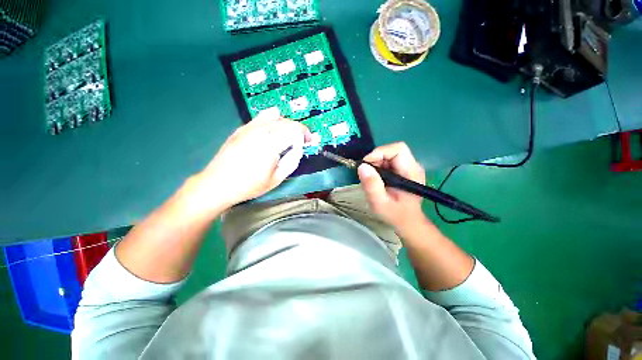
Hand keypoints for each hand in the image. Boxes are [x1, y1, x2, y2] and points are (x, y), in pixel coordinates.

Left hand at [192, 108, 310, 211]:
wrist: (217, 184)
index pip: (295, 129)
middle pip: (286, 121)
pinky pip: (261, 117)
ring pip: (275, 116)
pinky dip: (272, 121)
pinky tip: (272, 132)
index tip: (309, 142)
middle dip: (298, 129)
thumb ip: (292, 161)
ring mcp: (249, 127)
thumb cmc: (249, 185)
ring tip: (288, 136)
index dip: (305, 134)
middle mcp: (261, 130)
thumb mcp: (277, 179)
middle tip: (302, 141)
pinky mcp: (241, 128)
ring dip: (286, 124)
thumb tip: (298, 149)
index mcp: (271, 143)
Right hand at [358, 142, 426, 229]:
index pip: (398, 149)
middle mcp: (414, 166)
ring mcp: (410, 167)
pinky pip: (390, 160)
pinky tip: (378, 179)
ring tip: (372, 179)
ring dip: (376, 163)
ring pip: (390, 155)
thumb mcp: (379, 203)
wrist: (407, 221)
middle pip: (392, 150)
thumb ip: (372, 185)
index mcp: (411, 172)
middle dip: (376, 159)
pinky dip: (379, 166)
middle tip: (367, 174)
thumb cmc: (394, 214)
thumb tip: (362, 166)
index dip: (380, 152)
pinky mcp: (405, 170)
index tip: (366, 165)